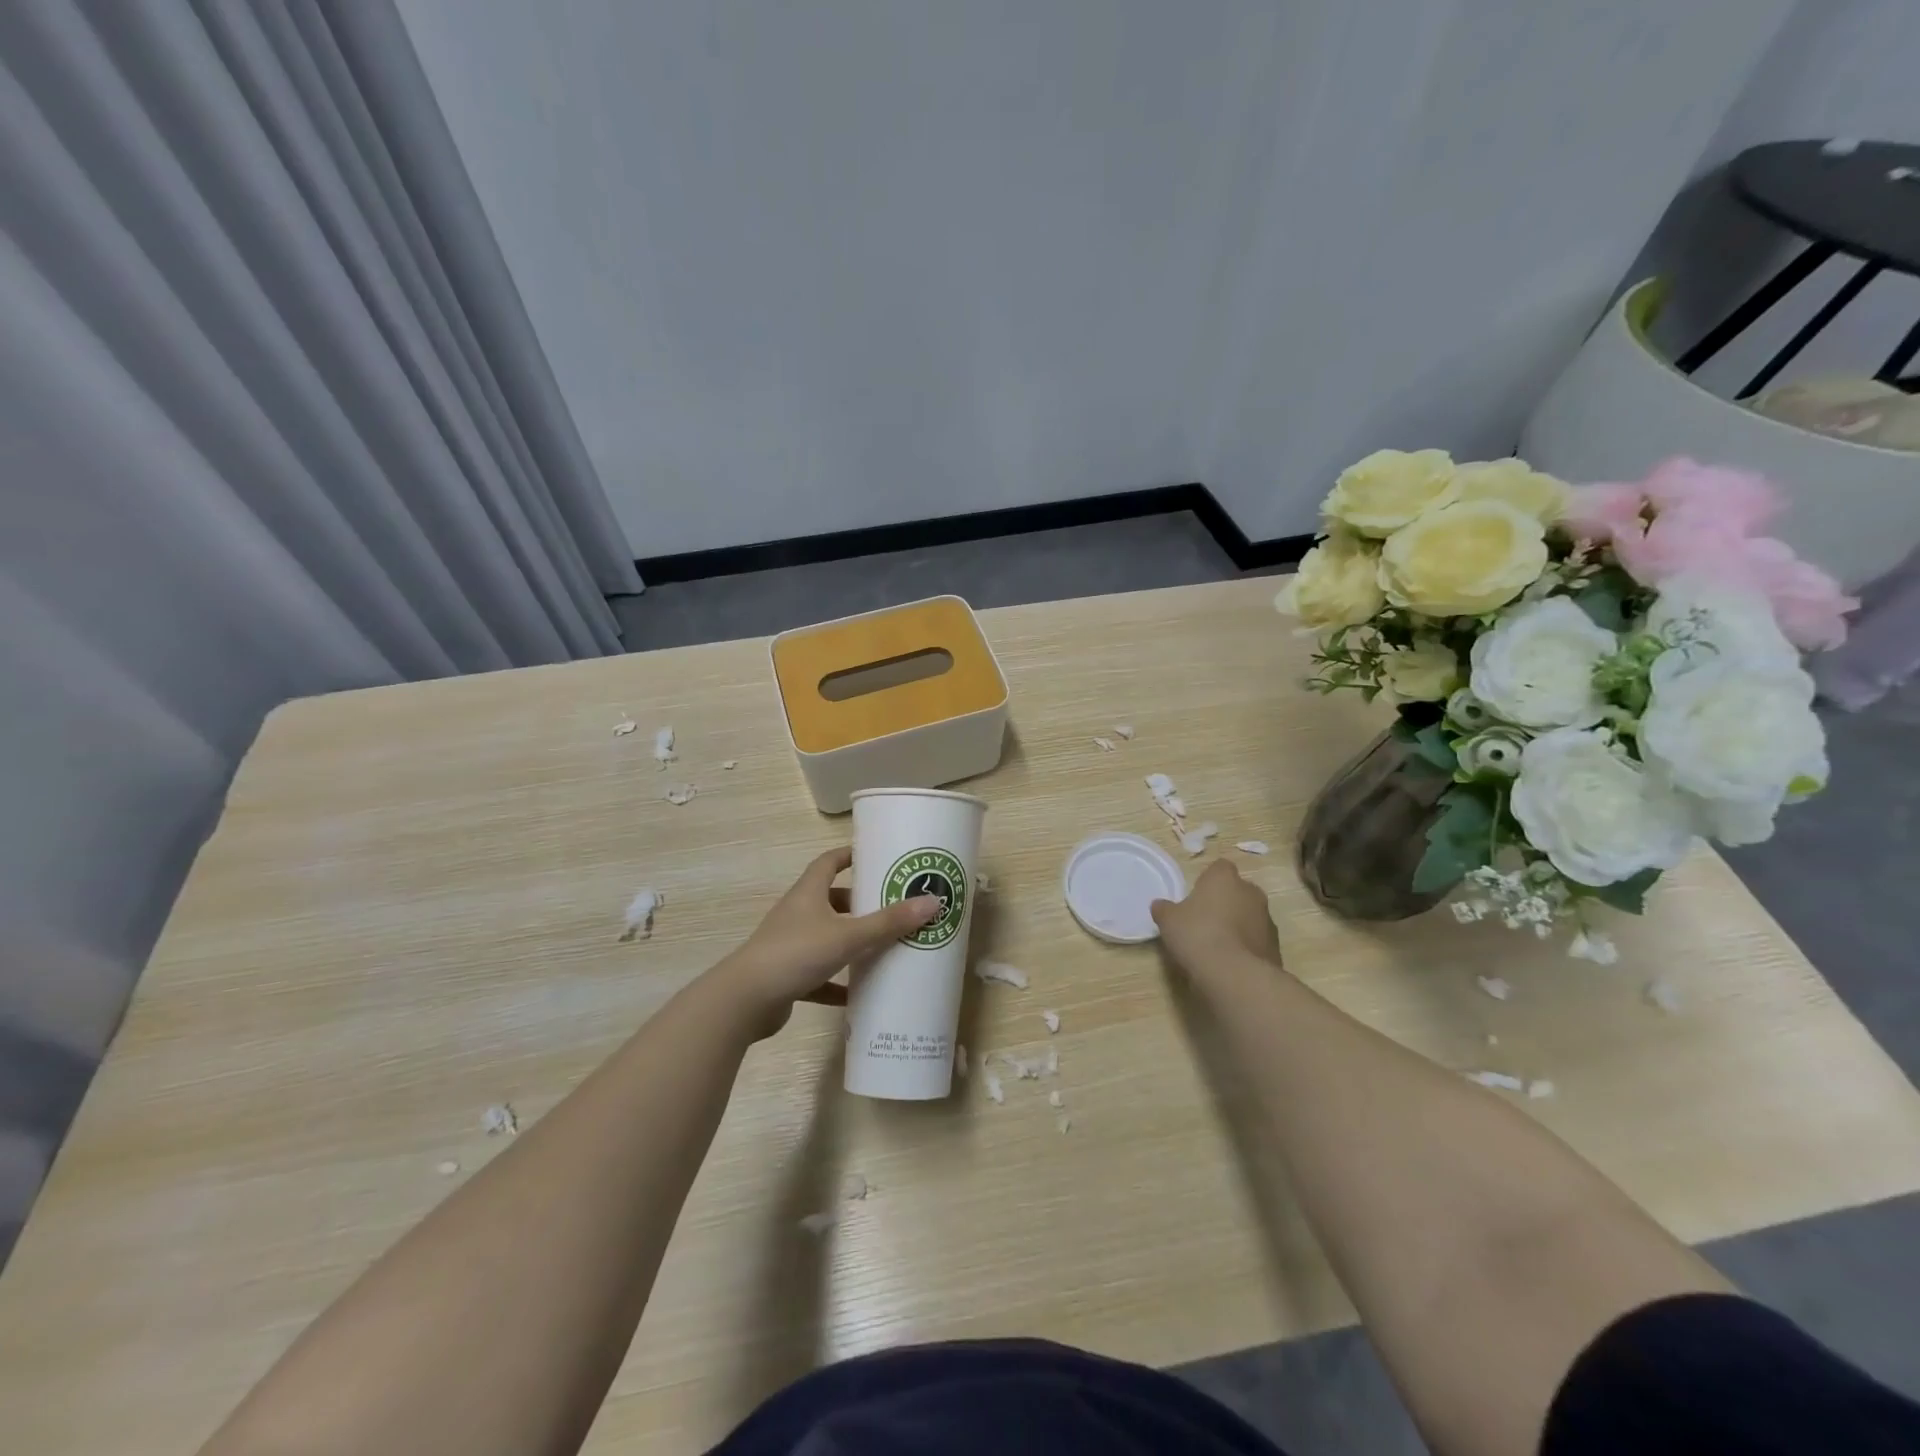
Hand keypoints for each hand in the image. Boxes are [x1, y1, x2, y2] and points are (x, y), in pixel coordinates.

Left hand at [705, 847, 940, 1038]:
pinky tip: (859, 993)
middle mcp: (798, 914)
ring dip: (851, 942)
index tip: (875, 855)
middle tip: (891, 906)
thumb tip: (932, 901)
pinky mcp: (788, 976)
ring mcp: (790, 945)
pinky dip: (838, 982)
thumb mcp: (848, 936)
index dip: (850, 855)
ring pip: (827, 937)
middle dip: (859, 902)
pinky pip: (819, 974)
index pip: (829, 862)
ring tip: (883, 947)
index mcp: (808, 893)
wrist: (745, 1001)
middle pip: (831, 900)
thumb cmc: (796, 954)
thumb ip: (889, 922)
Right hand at [1151, 860, 1281, 980]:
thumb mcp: (1168, 920)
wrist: (1234, 974)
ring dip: (1238, 925)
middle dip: (1225, 902)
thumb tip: (1160, 905)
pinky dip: (1247, 947)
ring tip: (1218, 946)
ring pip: (1250, 916)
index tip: (1197, 896)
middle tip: (1205, 921)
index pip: (1219, 868)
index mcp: (1224, 878)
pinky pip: (1257, 940)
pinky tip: (1230, 962)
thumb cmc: (1197, 935)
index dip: (1208, 881)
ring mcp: (1267, 919)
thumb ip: (1164, 909)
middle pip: (1238, 891)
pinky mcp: (1275, 946)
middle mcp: (1251, 893)